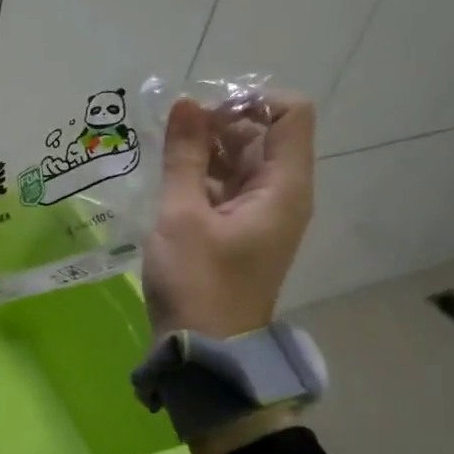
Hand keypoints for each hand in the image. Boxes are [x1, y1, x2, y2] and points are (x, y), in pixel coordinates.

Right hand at [142, 93, 315, 337]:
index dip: (249, 101)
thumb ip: (185, 156)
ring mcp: (262, 217)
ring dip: (207, 153)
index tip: (202, 114)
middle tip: (171, 135)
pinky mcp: (241, 235)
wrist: (205, 353)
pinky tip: (170, 183)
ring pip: (241, 164)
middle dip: (219, 125)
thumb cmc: (197, 282)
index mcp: (284, 187)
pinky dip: (203, 180)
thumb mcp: (183, 215)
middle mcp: (282, 196)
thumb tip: (186, 102)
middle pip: (262, 136)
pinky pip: (228, 191)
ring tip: (164, 157)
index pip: (290, 114)